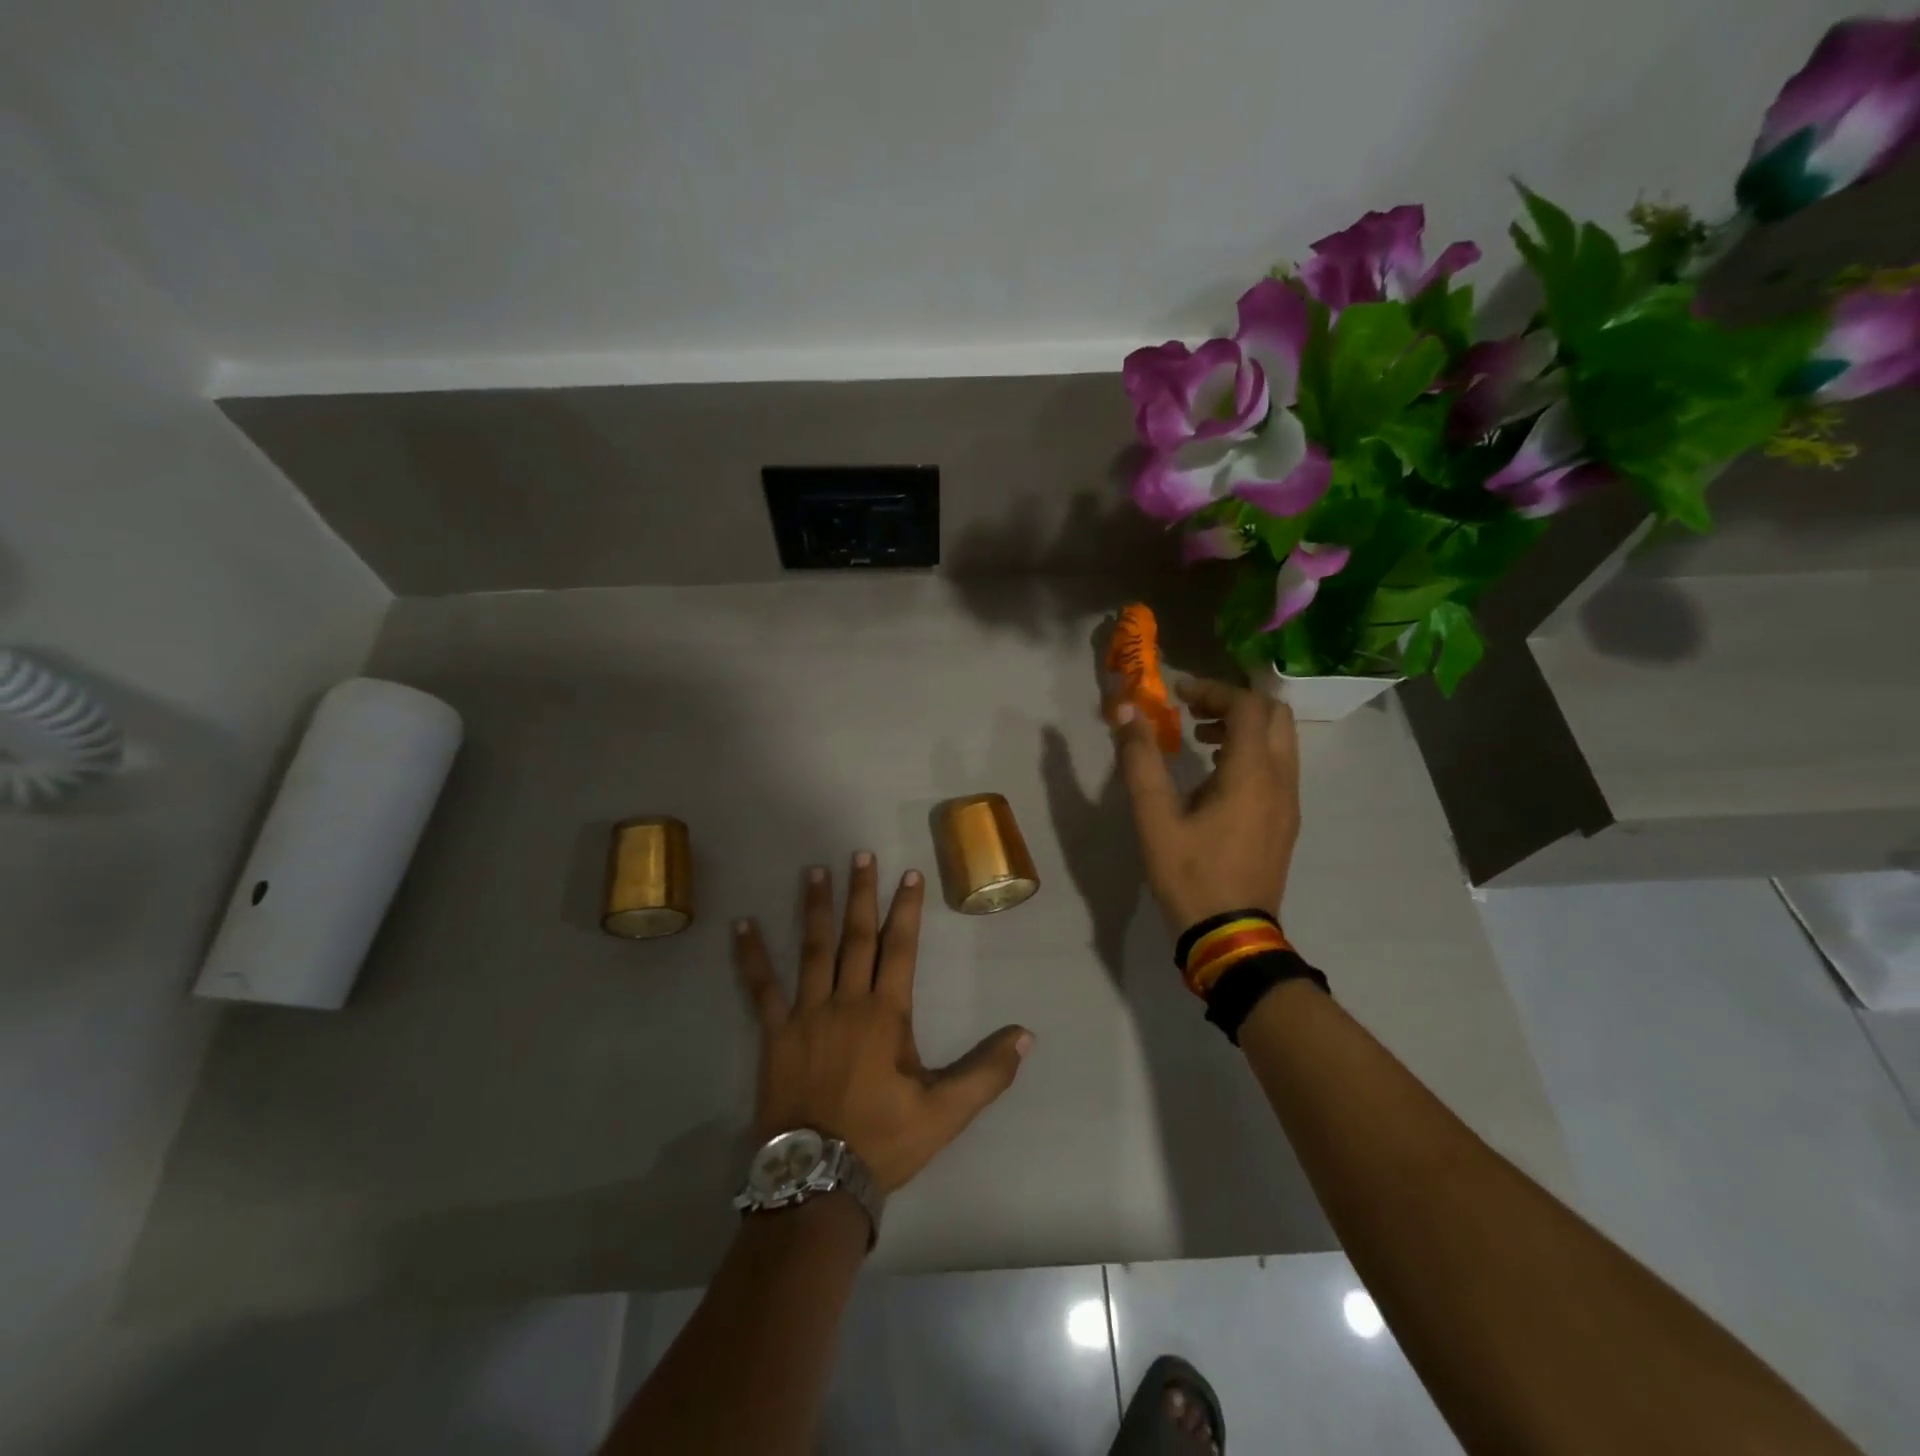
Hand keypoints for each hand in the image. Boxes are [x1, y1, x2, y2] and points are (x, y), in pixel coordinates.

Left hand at [732, 853, 1033, 1196]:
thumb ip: (986, 1071)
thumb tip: (1026, 1035)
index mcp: (885, 1015)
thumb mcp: (945, 1112)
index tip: (909, 874)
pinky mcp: (775, 1034)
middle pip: (856, 937)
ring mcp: (806, 1015)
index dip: (907, 909)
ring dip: (814, 908)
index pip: (900, 948)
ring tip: (815, 871)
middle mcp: (846, 1002)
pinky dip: (751, 955)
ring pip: (812, 950)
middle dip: (862, 894)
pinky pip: (761, 987)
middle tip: (861, 855)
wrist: (817, 1181)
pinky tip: (742, 925)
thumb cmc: (883, 1140)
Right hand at [1111, 677, 1301, 933]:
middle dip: (1233, 702)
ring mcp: (1289, 802)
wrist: (1231, 936)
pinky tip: (1215, 776)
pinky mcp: (1286, 822)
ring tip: (1200, 739)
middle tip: (1193, 710)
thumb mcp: (1154, 817)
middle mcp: (1281, 780)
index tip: (1178, 693)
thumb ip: (1140, 759)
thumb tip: (1126, 711)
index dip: (1212, 690)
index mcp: (1251, 773)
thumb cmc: (1190, 874)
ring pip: (1280, 741)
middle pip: (1274, 715)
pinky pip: (1278, 767)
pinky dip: (1251, 753)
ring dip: (1244, 727)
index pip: (1246, 706)